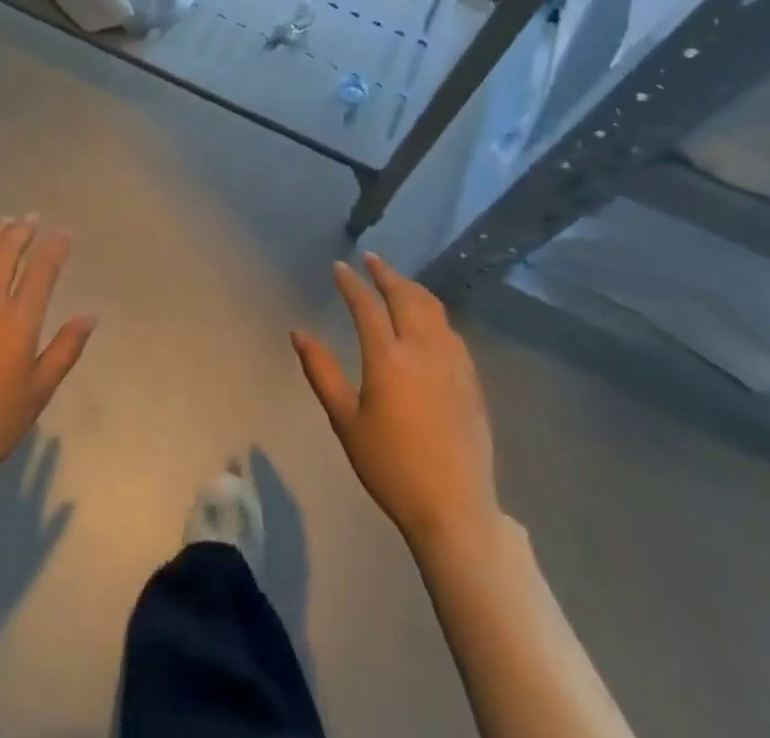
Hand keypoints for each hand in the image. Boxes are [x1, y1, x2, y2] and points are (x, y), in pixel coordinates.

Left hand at [0, 217, 96, 479]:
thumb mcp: (38, 392)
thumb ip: (65, 350)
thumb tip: (88, 317)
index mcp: (17, 323)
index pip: (41, 270)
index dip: (54, 247)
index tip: (63, 233)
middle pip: (5, 251)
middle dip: (22, 231)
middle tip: (31, 220)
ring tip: (4, 224)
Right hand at [293, 253, 500, 552]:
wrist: (454, 509)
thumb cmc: (390, 466)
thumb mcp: (346, 421)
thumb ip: (321, 372)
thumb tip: (298, 332)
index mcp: (388, 358)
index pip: (366, 305)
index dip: (351, 283)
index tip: (339, 267)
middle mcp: (422, 350)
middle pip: (405, 296)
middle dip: (386, 273)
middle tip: (371, 260)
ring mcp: (452, 363)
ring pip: (433, 309)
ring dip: (412, 288)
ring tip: (397, 281)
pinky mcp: (471, 380)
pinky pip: (451, 331)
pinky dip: (434, 313)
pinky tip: (428, 320)